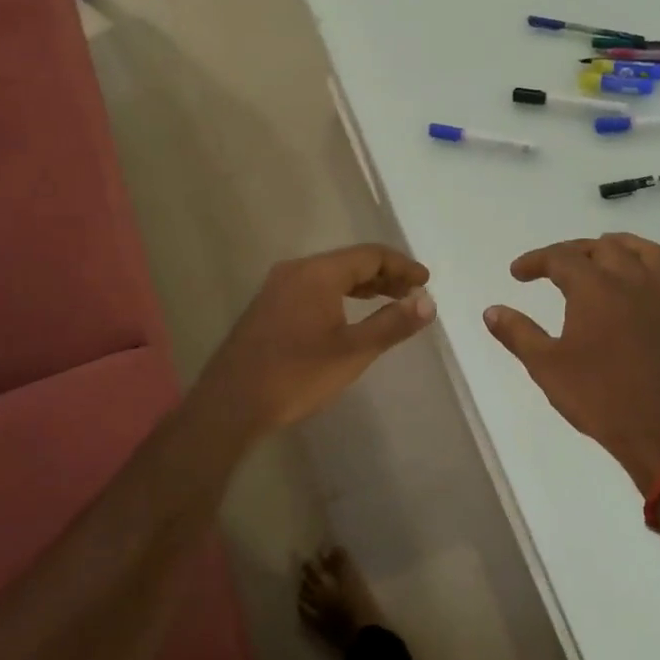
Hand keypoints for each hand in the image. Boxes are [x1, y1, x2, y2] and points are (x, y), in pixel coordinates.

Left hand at [202, 244, 434, 433]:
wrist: (232, 403)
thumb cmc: (297, 375)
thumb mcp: (353, 352)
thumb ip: (392, 324)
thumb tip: (427, 302)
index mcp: (317, 273)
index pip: (369, 255)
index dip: (402, 266)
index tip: (426, 281)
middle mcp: (296, 271)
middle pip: (349, 262)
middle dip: (385, 275)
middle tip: (414, 293)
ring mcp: (278, 288)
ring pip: (330, 275)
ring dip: (363, 285)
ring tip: (391, 301)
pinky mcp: (269, 307)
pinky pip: (313, 288)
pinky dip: (340, 294)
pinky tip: (350, 313)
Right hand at [484, 234, 659, 492]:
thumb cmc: (598, 397)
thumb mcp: (546, 366)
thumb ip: (517, 333)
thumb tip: (491, 311)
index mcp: (595, 289)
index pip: (561, 257)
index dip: (535, 261)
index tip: (517, 274)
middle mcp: (631, 283)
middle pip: (603, 248)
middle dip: (573, 251)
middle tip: (552, 267)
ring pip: (647, 253)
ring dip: (621, 247)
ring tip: (603, 255)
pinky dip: (658, 277)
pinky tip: (646, 289)